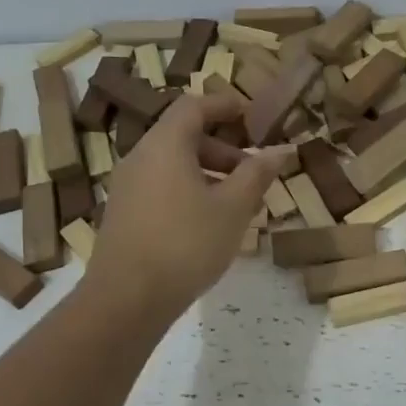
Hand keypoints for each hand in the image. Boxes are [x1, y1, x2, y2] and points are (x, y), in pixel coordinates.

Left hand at [86, 94, 289, 320]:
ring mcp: (128, 186)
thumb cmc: (186, 244)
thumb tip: (281, 149)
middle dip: (223, 147)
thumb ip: (257, 174)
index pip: (194, 106)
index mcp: (165, 145)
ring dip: (209, 172)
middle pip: (184, 135)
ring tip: (238, 201)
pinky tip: (210, 222)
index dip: (225, 105)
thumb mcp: (232, 208)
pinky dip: (189, 189)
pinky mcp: (125, 213)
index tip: (253, 117)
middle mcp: (141, 157)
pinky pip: (162, 185)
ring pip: (173, 163)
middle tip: (253, 170)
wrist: (126, 299)